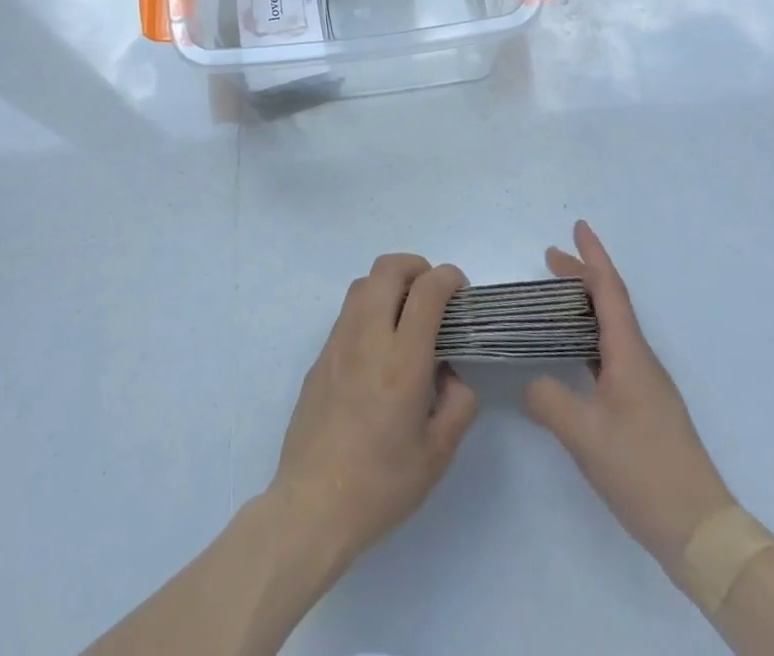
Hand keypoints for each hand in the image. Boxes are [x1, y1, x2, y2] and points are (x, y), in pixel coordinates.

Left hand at [267, 253, 479, 570]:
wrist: (312, 506)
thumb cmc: (381, 485)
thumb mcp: (438, 454)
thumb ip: (458, 404)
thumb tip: (451, 373)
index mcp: (403, 360)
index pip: (427, 290)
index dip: (449, 277)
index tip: (461, 291)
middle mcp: (368, 337)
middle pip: (389, 268)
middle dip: (417, 267)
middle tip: (434, 294)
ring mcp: (338, 343)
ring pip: (364, 283)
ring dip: (390, 283)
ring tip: (407, 315)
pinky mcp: (320, 356)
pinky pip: (348, 312)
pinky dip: (370, 308)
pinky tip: (380, 347)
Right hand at [524, 222, 734, 579]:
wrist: (700, 530)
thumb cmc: (643, 470)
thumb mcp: (584, 435)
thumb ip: (549, 399)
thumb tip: (531, 382)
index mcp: (629, 354)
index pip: (609, 290)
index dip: (593, 256)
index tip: (578, 226)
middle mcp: (640, 360)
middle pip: (610, 303)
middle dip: (582, 276)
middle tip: (550, 258)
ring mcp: (645, 385)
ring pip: (611, 329)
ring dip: (584, 307)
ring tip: (554, 300)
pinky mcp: (644, 408)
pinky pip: (611, 354)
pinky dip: (588, 338)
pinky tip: (572, 354)